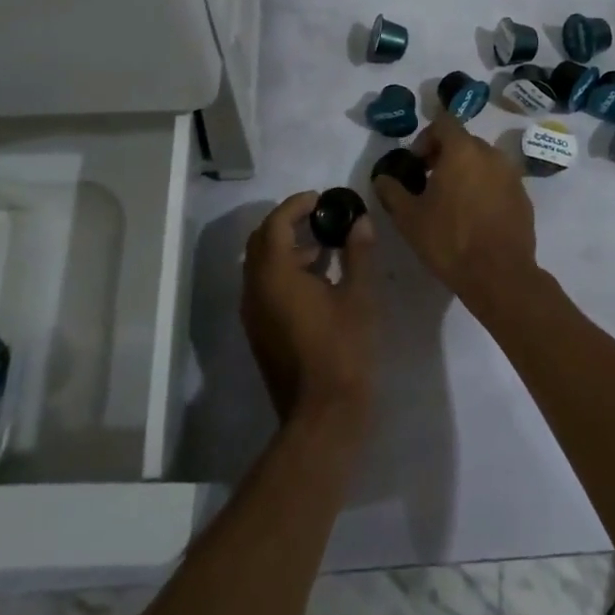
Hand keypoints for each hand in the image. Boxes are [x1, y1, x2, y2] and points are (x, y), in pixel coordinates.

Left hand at [241, 192, 376, 436]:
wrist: (322, 415)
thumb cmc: (343, 349)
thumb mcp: (358, 296)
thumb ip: (358, 253)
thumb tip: (361, 222)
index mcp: (274, 274)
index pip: (276, 223)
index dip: (296, 205)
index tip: (320, 198)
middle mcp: (255, 288)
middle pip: (262, 240)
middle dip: (287, 223)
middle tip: (318, 218)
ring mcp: (253, 313)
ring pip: (260, 265)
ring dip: (286, 249)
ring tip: (323, 250)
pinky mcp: (258, 332)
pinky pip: (263, 287)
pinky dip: (283, 272)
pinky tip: (315, 283)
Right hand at [370, 112, 539, 311]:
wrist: (500, 276)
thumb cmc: (449, 240)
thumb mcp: (408, 217)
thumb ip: (392, 191)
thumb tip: (382, 179)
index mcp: (463, 150)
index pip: (443, 122)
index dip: (426, 137)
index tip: (416, 163)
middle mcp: (491, 154)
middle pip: (464, 142)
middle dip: (445, 156)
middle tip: (429, 183)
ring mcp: (512, 176)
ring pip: (483, 162)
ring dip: (466, 173)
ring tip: (452, 202)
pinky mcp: (524, 198)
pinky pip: (499, 182)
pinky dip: (485, 189)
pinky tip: (475, 218)